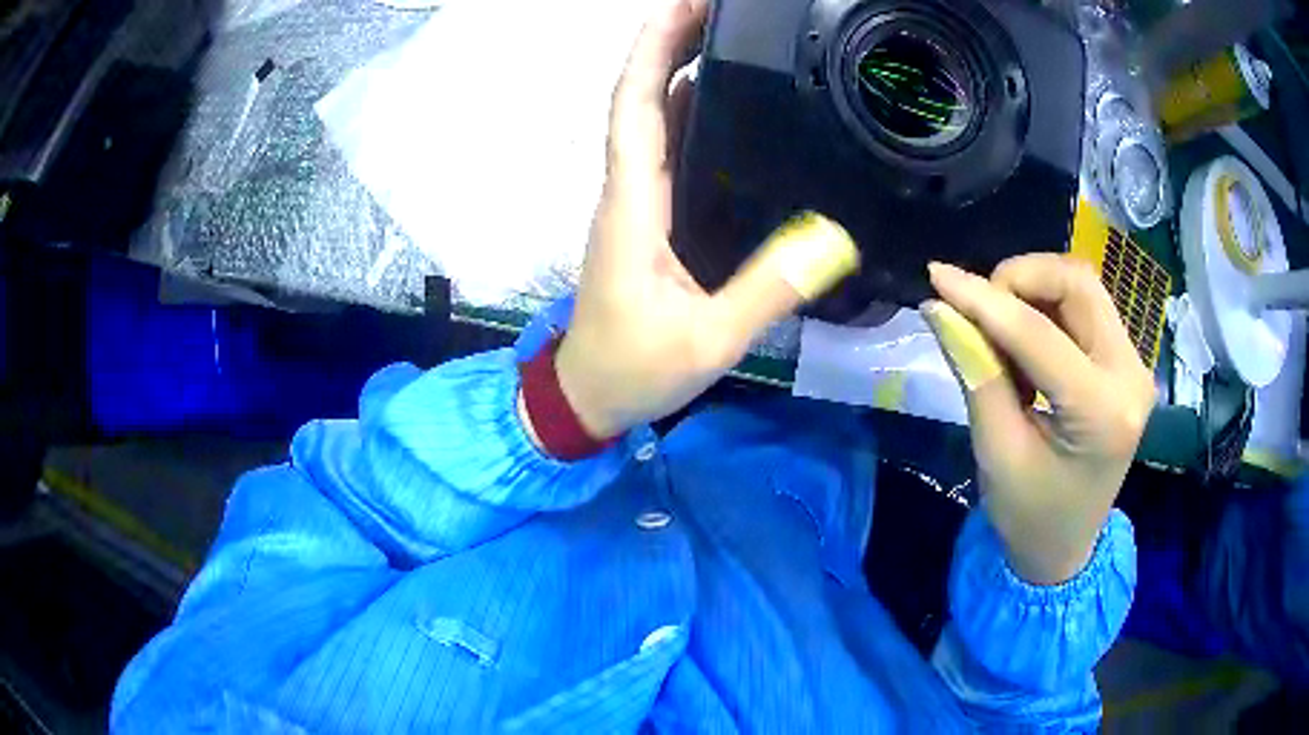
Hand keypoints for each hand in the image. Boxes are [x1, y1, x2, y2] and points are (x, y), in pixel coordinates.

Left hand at [544, 0, 858, 439]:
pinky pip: (665, 150)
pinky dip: (686, 112)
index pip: (636, 105)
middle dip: (670, 43)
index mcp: (633, 204)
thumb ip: (766, 291)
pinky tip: (721, 101)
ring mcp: (635, 202)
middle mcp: (628, 189)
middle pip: (642, 97)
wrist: (587, 396)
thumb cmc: (633, 369)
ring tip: (725, 37)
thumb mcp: (707, 339)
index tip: (684, 6)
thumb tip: (832, 239)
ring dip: (678, 70)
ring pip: (651, 119)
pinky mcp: (647, 219)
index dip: (655, 49)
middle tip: (719, 9)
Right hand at [923, 255, 1155, 584]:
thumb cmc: (1029, 515)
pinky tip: (1026, 342)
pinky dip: (1047, 307)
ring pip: (1082, 286)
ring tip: (1000, 328)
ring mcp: (1134, 365)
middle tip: (979, 308)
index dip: (983, 299)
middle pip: (1077, 284)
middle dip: (1020, 279)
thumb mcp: (996, 452)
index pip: (1039, 334)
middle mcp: (1130, 376)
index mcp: (1102, 413)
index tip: (936, 276)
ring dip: (1034, 289)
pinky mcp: (1127, 361)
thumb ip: (975, 373)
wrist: (1066, 548)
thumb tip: (941, 307)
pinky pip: (1086, 307)